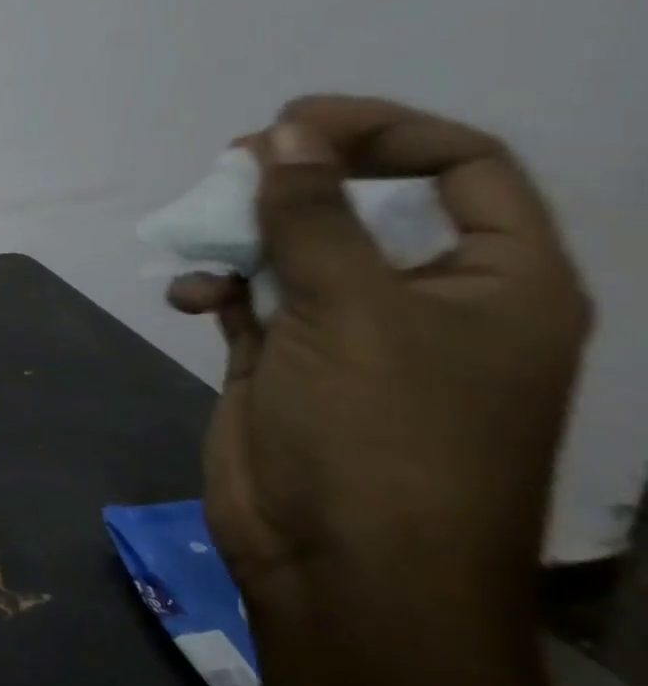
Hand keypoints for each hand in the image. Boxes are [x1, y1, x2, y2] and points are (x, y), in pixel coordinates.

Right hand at [169, 96, 590, 616]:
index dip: (381, 131)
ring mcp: (349, 331)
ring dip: (242, 233)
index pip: (460, 167)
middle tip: (231, 163)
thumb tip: (284, 133)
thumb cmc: (382, 433)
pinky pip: (249, 296)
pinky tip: (189, 299)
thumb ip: (313, 215)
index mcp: (496, 280)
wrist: (338, 563)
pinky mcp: (285, 359)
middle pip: (364, 202)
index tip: (292, 123)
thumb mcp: (353, 309)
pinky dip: (216, 286)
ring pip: (294, 247)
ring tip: (198, 231)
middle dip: (296, 178)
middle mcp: (427, 298)